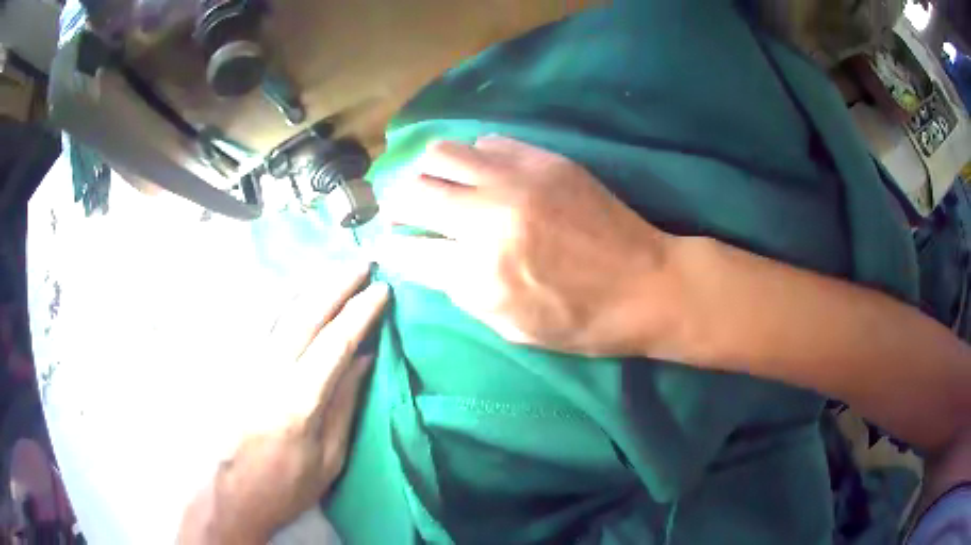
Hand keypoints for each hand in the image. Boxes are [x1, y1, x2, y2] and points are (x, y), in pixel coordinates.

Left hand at [178, 265, 388, 543]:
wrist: (229, 494)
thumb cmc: (285, 485)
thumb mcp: (329, 458)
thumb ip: (345, 404)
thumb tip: (365, 359)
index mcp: (300, 401)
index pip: (337, 342)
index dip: (361, 312)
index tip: (382, 290)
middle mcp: (270, 371)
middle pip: (307, 314)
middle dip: (337, 284)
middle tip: (362, 264)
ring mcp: (245, 364)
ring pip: (279, 310)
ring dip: (309, 284)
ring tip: (332, 269)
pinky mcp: (231, 365)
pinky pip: (257, 321)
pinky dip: (279, 299)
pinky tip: (291, 290)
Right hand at [379, 136, 677, 356]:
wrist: (648, 285)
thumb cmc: (583, 322)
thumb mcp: (512, 327)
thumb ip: (462, 292)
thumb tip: (431, 259)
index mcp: (481, 274)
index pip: (408, 250)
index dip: (391, 247)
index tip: (389, 243)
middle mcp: (489, 218)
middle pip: (412, 192)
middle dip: (395, 204)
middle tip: (402, 211)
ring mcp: (518, 180)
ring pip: (441, 154)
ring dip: (427, 172)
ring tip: (436, 185)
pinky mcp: (545, 160)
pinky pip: (487, 144)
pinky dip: (472, 159)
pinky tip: (483, 175)